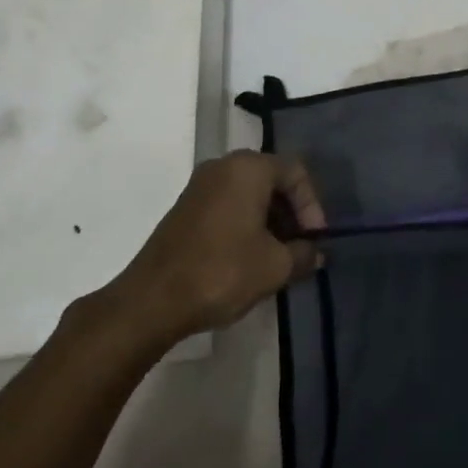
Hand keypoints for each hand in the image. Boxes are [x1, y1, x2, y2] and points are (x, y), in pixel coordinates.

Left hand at [92, 150, 326, 346]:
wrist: (152, 300)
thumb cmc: (222, 272)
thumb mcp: (275, 266)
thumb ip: (304, 254)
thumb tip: (315, 253)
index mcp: (248, 168)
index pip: (295, 172)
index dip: (312, 205)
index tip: (314, 239)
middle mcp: (223, 166)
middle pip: (271, 179)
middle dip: (292, 212)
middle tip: (300, 246)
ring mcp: (200, 186)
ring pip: (249, 193)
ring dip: (270, 219)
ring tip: (279, 256)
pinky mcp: (185, 207)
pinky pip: (228, 204)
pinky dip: (246, 223)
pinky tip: (250, 256)